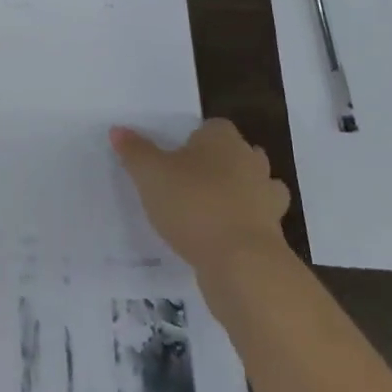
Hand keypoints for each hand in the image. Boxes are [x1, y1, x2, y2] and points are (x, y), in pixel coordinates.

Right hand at [111, 118, 290, 275]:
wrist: (242, 264)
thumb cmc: (194, 204)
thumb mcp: (151, 174)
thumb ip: (135, 151)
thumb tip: (118, 130)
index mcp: (223, 139)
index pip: (213, 127)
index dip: (196, 139)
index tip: (176, 156)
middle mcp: (251, 162)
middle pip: (239, 154)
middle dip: (222, 164)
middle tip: (191, 181)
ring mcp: (268, 199)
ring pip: (256, 187)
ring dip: (240, 195)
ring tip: (210, 210)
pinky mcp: (274, 235)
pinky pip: (258, 222)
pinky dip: (244, 227)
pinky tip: (222, 239)